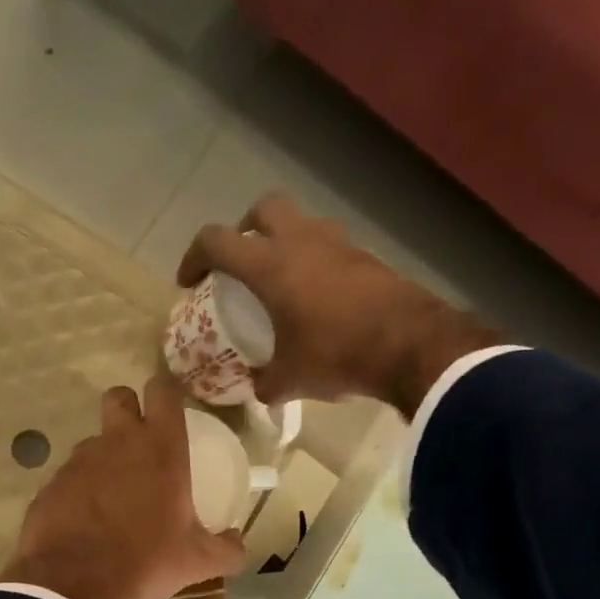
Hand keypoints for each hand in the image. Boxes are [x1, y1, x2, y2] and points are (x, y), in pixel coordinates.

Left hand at [0, 372, 245, 598]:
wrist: (75, 586)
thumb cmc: (146, 563)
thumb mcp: (198, 561)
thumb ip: (228, 549)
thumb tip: (238, 542)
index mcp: (160, 450)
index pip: (163, 391)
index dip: (168, 392)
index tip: (173, 409)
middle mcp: (117, 443)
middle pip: (119, 397)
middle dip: (129, 409)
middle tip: (140, 441)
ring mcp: (79, 461)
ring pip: (93, 441)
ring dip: (105, 457)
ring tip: (115, 496)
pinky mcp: (51, 484)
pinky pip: (70, 477)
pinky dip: (80, 490)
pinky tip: (87, 521)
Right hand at [176, 194, 499, 418]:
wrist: (410, 345)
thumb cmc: (337, 355)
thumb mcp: (290, 380)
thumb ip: (266, 382)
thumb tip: (259, 389)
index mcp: (270, 265)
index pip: (216, 241)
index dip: (194, 257)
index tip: (189, 282)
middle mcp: (301, 241)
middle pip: (263, 209)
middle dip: (244, 230)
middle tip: (241, 263)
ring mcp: (339, 244)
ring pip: (302, 222)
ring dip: (284, 241)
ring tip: (282, 279)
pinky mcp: (367, 256)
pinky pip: (330, 246)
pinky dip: (316, 261)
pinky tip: (319, 296)